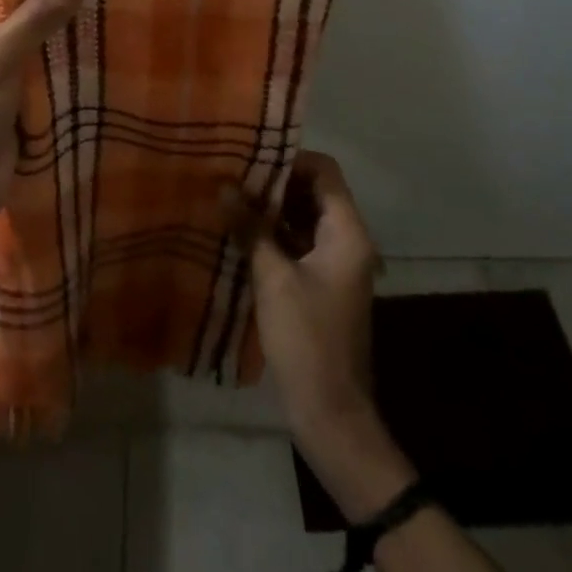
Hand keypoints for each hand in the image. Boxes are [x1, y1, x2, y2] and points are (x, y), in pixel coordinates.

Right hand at [244, 152, 382, 448]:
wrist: (331, 413)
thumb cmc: (306, 339)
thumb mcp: (273, 278)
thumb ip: (251, 228)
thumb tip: (224, 187)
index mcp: (347, 233)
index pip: (325, 171)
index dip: (291, 159)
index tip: (252, 158)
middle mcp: (348, 241)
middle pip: (315, 191)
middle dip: (276, 182)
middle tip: (234, 176)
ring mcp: (336, 264)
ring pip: (305, 217)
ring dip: (272, 209)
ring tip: (231, 199)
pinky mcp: (322, 283)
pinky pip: (300, 242)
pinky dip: (275, 233)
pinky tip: (241, 233)